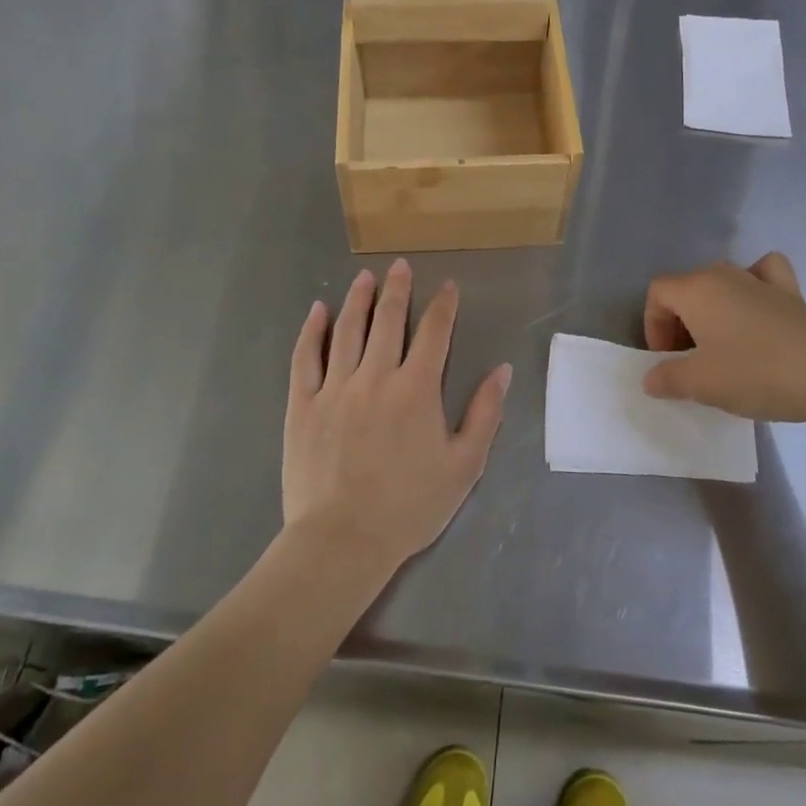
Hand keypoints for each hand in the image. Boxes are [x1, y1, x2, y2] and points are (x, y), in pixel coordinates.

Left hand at [283, 260, 510, 577]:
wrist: (343, 540)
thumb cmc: (409, 506)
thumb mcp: (464, 466)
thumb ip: (485, 413)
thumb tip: (501, 370)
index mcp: (417, 388)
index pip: (434, 333)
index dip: (443, 306)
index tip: (448, 286)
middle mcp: (376, 376)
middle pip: (388, 320)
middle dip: (398, 289)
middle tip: (401, 266)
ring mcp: (336, 387)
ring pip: (348, 330)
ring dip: (358, 299)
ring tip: (365, 277)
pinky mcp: (304, 404)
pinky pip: (307, 357)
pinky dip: (313, 330)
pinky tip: (318, 311)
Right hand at [642, 253, 805, 431]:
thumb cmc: (754, 373)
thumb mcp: (701, 384)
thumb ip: (667, 378)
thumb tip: (651, 378)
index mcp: (696, 289)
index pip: (658, 293)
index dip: (653, 325)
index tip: (666, 361)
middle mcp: (725, 275)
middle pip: (688, 288)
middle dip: (680, 322)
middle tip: (689, 361)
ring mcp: (762, 281)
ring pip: (723, 282)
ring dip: (713, 310)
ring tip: (722, 346)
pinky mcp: (794, 295)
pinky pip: (765, 276)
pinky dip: (757, 286)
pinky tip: (759, 309)